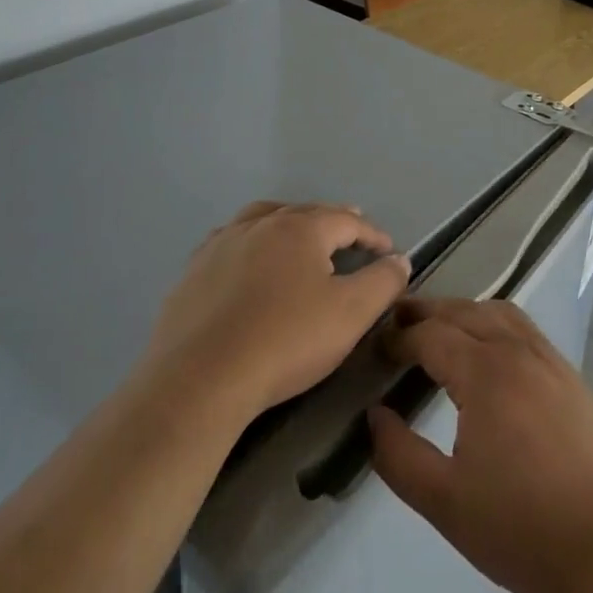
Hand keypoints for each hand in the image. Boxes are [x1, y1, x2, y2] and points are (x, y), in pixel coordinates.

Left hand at [143, 202, 410, 427]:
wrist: (199, 379)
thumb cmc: (284, 341)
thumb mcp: (350, 314)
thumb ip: (382, 282)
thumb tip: (399, 259)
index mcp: (301, 229)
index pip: (347, 220)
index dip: (373, 234)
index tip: (389, 251)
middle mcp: (261, 224)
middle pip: (305, 213)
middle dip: (333, 221)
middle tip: (351, 233)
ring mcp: (222, 244)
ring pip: (263, 219)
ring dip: (288, 224)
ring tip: (299, 236)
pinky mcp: (193, 271)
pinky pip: (231, 243)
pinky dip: (251, 244)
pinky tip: (249, 263)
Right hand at [367, 298, 592, 592]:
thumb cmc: (521, 527)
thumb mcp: (444, 502)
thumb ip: (399, 456)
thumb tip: (375, 416)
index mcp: (484, 371)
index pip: (431, 334)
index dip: (399, 336)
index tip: (376, 347)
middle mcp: (516, 349)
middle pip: (464, 311)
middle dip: (427, 312)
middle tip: (398, 324)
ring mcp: (549, 358)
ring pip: (498, 311)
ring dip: (464, 311)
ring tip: (441, 329)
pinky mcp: (570, 374)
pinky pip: (524, 328)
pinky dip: (496, 322)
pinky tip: (490, 349)